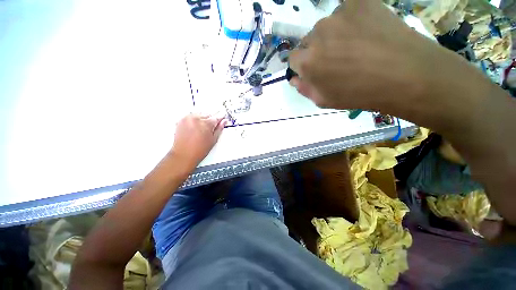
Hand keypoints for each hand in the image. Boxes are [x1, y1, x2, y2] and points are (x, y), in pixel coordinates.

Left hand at [170, 113, 226, 171]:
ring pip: (199, 114)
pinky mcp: (181, 120)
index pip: (217, 117)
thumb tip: (223, 122)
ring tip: (203, 128)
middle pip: (208, 114)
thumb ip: (219, 129)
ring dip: (203, 118)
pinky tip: (196, 127)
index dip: (221, 117)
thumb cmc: (198, 150)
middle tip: (212, 127)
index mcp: (206, 124)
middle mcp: (196, 119)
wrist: (184, 154)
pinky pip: (191, 116)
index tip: (223, 117)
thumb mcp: (213, 140)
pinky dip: (195, 119)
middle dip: (211, 119)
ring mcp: (188, 119)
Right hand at [288, 0, 475, 112]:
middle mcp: (317, 35)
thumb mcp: (325, 100)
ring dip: (334, 35)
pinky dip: (351, 19)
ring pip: (327, 26)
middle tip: (337, 59)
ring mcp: (338, 15)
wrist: (405, 75)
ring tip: (355, 45)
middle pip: (309, 41)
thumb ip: (304, 89)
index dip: (302, 65)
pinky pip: (347, 9)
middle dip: (317, 50)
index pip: (293, 58)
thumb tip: (294, 79)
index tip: (314, 69)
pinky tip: (364, 31)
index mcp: (307, 62)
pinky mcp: (359, 2)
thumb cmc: (359, 94)